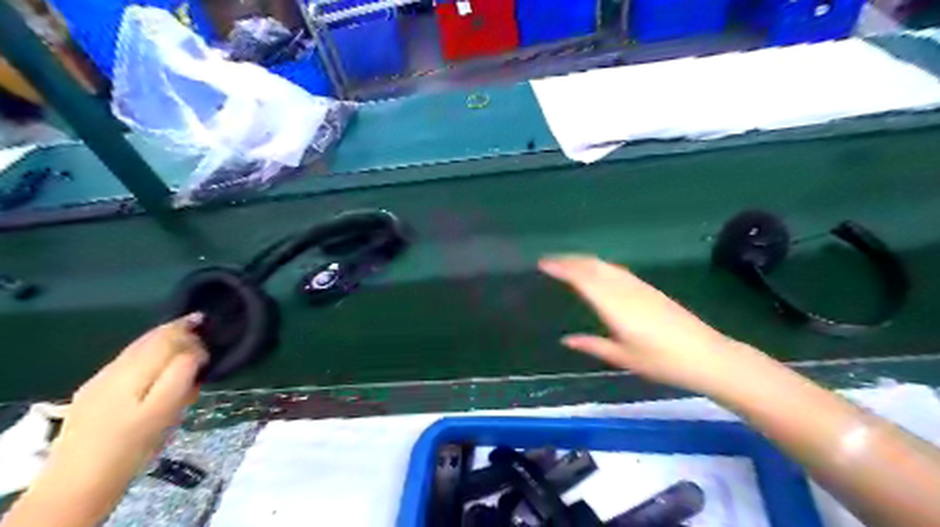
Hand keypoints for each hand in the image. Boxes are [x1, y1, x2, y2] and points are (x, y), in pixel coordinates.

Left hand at [44, 315, 206, 500]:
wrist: (77, 483)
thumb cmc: (132, 446)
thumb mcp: (165, 411)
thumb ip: (180, 376)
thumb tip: (195, 351)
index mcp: (133, 371)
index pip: (168, 338)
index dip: (192, 335)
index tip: (212, 342)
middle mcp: (115, 368)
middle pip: (151, 338)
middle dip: (179, 330)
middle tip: (203, 325)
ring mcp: (100, 380)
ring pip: (138, 348)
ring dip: (164, 341)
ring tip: (186, 341)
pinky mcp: (94, 393)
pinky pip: (129, 361)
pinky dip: (149, 354)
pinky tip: (158, 367)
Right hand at [536, 256, 754, 395]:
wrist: (708, 356)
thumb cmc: (663, 361)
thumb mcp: (623, 357)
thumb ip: (593, 345)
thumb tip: (566, 339)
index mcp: (615, 306)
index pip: (583, 279)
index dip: (562, 269)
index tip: (543, 263)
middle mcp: (625, 290)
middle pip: (593, 266)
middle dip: (570, 260)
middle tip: (550, 261)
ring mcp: (640, 287)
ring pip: (606, 266)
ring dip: (585, 261)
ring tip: (568, 263)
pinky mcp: (650, 289)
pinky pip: (618, 271)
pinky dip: (601, 266)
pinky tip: (598, 272)